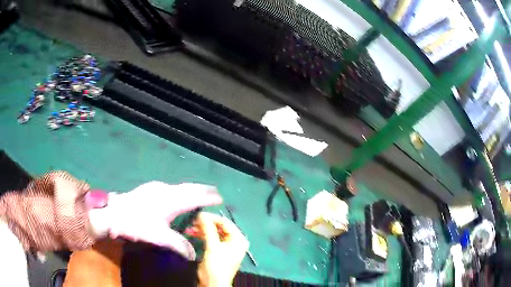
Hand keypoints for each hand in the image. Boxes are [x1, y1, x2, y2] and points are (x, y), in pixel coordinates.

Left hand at [88, 182, 221, 259]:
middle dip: (202, 189)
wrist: (114, 213)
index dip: (207, 197)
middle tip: (213, 192)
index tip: (219, 197)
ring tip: (200, 192)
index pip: (194, 197)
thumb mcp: (159, 237)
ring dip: (191, 189)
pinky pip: (171, 188)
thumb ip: (178, 245)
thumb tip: (192, 254)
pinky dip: (180, 190)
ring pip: (179, 187)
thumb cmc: (138, 225)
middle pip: (188, 188)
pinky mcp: (149, 188)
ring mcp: (156, 188)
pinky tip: (178, 194)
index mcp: (171, 201)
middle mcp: (166, 191)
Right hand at [193, 212, 248, 286]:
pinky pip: (210, 238)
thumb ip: (208, 229)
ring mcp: (226, 245)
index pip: (225, 222)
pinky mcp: (218, 250)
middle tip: (193, 221)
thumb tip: (202, 214)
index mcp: (238, 239)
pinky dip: (202, 235)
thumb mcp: (213, 246)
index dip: (211, 218)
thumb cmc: (217, 265)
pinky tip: (192, 232)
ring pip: (213, 232)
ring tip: (190, 227)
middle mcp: (234, 241)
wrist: (212, 283)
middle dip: (206, 224)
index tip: (198, 215)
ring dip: (202, 229)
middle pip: (219, 227)